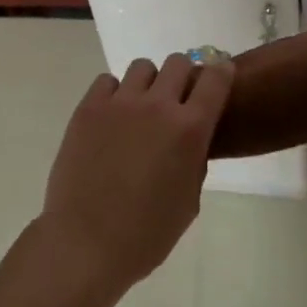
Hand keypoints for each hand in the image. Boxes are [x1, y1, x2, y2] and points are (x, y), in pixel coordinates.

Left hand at [38, 53, 234, 295]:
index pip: (216, 78)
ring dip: (148, 84)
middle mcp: (158, 106)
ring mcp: (121, 103)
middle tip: (175, 102)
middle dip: (182, 77)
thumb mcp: (189, 201)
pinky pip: (108, 81)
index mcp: (190, 129)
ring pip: (143, 67)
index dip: (221, 73)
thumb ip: (194, 159)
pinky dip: (114, 94)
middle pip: (179, 62)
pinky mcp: (89, 107)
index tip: (219, 78)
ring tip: (139, 112)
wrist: (85, 245)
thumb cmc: (145, 235)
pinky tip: (110, 119)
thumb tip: (188, 138)